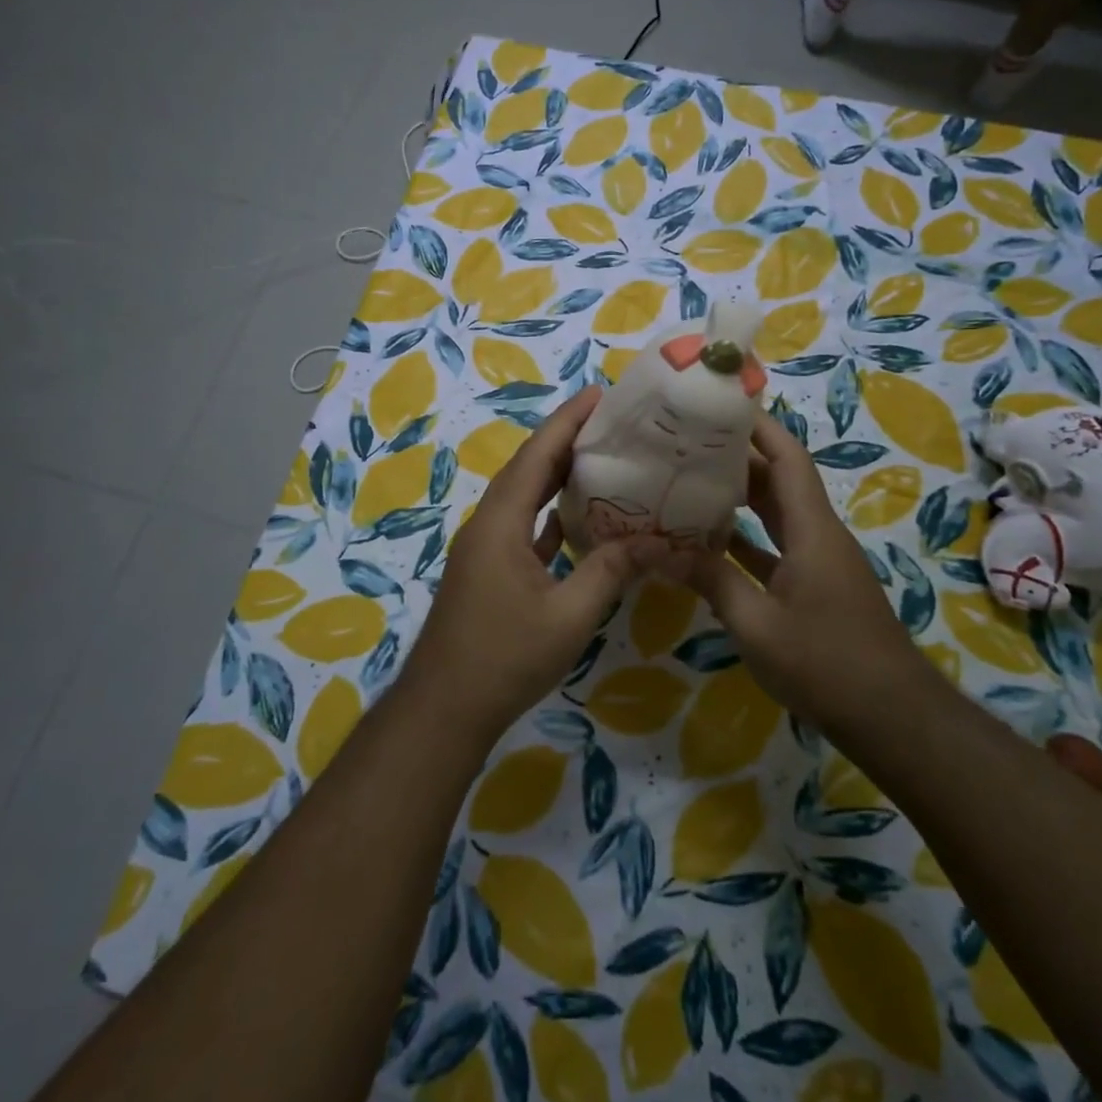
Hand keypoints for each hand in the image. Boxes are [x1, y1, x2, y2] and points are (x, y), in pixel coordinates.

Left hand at [400, 386, 668, 744]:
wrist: (445, 708)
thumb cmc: (505, 657)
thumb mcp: (569, 615)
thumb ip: (611, 571)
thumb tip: (657, 541)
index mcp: (501, 522)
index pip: (537, 456)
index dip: (567, 421)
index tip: (598, 393)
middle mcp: (488, 525)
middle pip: (529, 469)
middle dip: (566, 441)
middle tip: (611, 423)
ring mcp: (485, 549)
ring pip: (525, 498)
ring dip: (557, 477)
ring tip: (601, 459)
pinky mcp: (489, 571)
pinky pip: (523, 527)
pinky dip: (550, 515)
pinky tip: (578, 518)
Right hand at [672, 410, 924, 727]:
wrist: (891, 717)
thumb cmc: (826, 663)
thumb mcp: (757, 624)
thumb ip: (710, 579)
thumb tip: (656, 548)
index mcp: (812, 530)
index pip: (788, 459)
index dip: (758, 427)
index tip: (721, 406)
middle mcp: (818, 535)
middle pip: (779, 480)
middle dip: (738, 457)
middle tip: (687, 443)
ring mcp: (818, 562)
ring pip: (776, 514)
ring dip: (740, 497)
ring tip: (689, 481)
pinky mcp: (814, 587)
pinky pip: (775, 548)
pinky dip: (745, 539)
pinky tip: (709, 542)